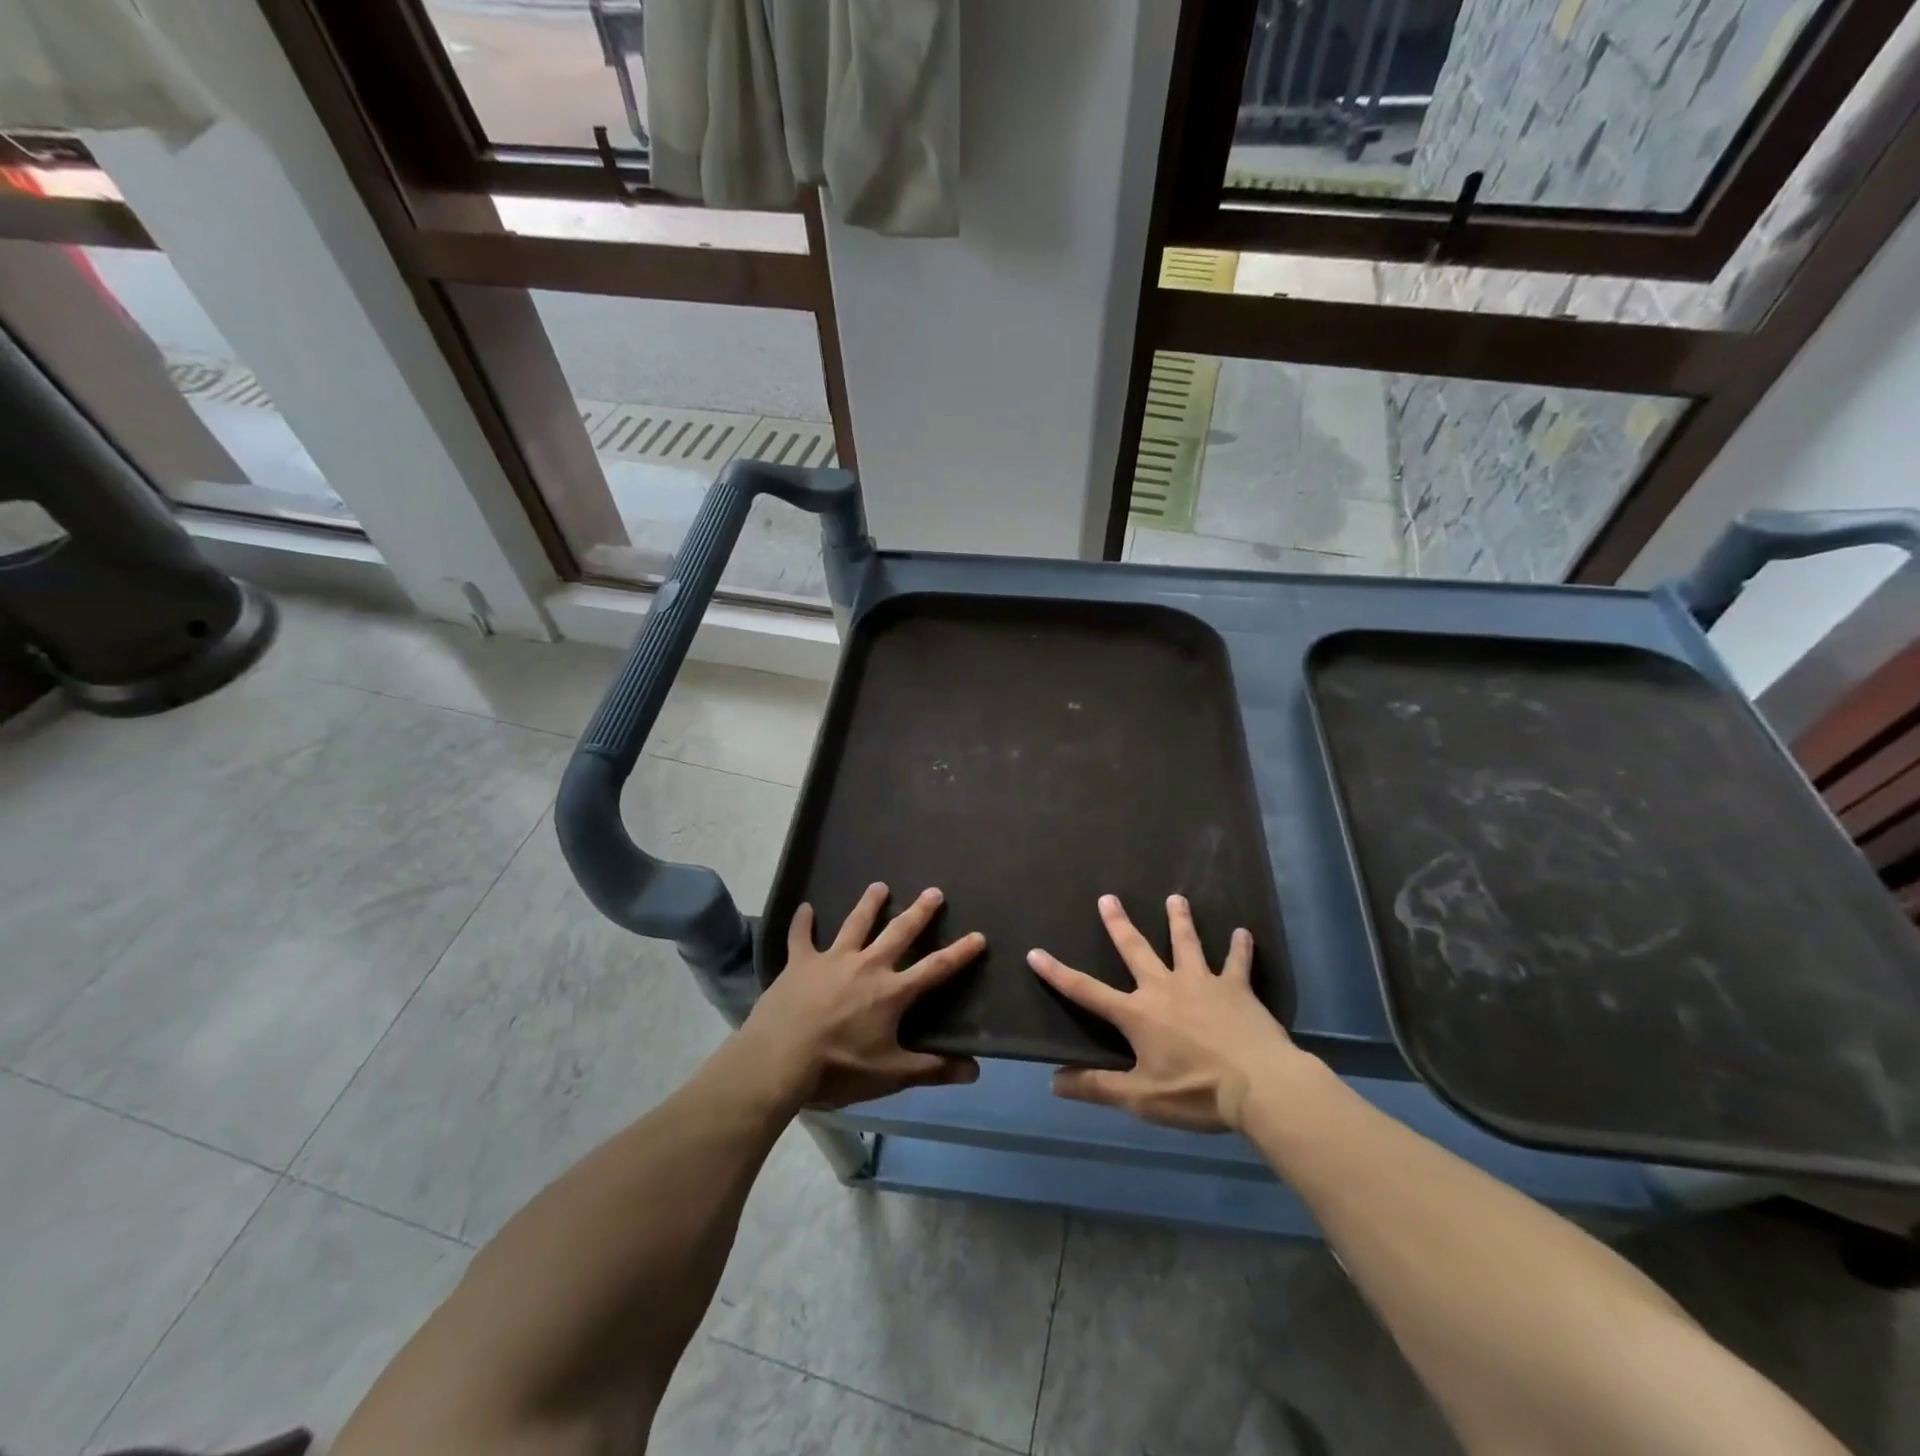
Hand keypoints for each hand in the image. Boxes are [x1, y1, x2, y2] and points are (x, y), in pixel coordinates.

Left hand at [738, 882, 984, 1110]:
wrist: (779, 1060)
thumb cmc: (837, 1069)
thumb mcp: (889, 1075)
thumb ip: (932, 1069)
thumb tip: (975, 1071)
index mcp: (891, 992)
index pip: (935, 968)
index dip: (960, 952)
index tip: (979, 935)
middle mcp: (867, 966)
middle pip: (899, 932)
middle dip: (919, 912)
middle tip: (933, 891)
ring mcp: (832, 960)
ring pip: (855, 924)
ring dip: (869, 904)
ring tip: (879, 885)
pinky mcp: (800, 963)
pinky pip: (801, 937)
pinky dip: (802, 922)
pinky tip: (805, 907)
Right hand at [1027, 893, 1307, 1131]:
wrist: (1261, 1086)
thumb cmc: (1196, 1093)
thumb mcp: (1140, 1098)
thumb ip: (1097, 1088)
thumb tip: (1052, 1082)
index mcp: (1137, 1014)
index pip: (1087, 991)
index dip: (1058, 973)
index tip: (1035, 953)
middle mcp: (1165, 988)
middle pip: (1135, 950)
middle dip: (1119, 924)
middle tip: (1108, 898)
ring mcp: (1202, 983)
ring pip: (1186, 944)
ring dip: (1179, 920)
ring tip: (1175, 898)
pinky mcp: (1236, 988)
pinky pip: (1237, 963)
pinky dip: (1240, 948)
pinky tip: (1244, 933)